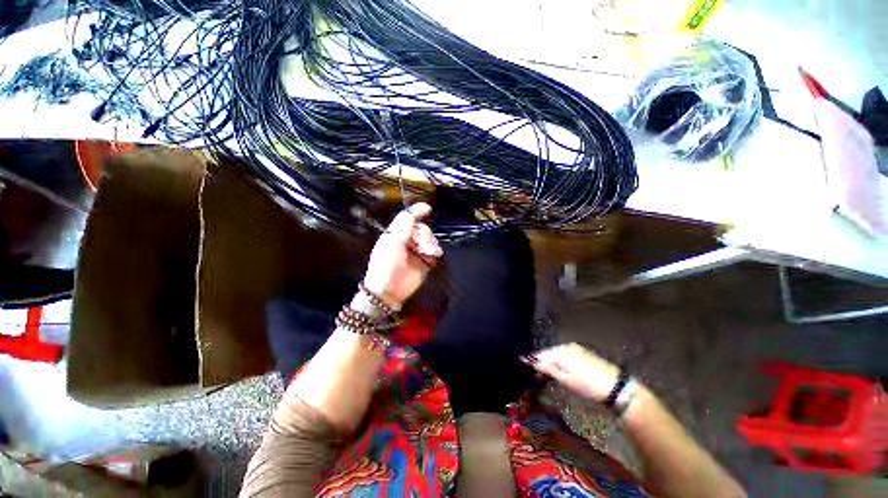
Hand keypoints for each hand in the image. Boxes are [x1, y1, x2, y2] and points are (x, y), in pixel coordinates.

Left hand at [362, 203, 442, 308]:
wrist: (389, 288)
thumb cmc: (387, 262)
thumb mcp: (393, 239)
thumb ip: (406, 222)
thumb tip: (423, 207)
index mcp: (397, 233)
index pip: (409, 218)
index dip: (418, 212)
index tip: (428, 210)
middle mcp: (408, 240)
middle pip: (422, 228)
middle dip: (424, 233)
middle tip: (421, 243)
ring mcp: (417, 251)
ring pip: (430, 239)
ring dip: (430, 243)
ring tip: (427, 251)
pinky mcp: (426, 262)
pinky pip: (435, 251)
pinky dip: (435, 251)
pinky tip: (432, 255)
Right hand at [523, 343, 620, 403]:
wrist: (616, 387)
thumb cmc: (588, 385)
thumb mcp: (565, 379)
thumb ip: (547, 368)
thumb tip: (529, 360)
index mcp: (561, 351)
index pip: (540, 354)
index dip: (531, 360)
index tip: (522, 364)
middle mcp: (566, 346)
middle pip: (548, 353)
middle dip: (541, 363)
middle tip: (537, 376)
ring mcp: (575, 349)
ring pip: (556, 355)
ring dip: (550, 364)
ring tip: (547, 376)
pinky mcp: (581, 353)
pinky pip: (564, 356)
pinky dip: (559, 363)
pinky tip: (560, 372)